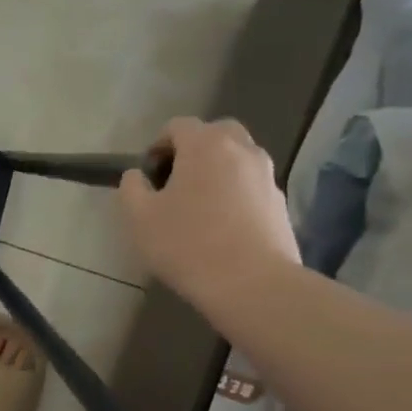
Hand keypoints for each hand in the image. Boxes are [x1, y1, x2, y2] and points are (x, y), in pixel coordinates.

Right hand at [118, 117, 299, 313]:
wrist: (252, 285)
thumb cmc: (187, 245)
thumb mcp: (139, 217)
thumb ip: (131, 188)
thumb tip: (138, 176)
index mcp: (205, 145)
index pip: (178, 125)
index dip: (157, 146)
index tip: (148, 177)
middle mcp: (242, 150)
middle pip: (216, 133)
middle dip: (193, 150)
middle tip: (176, 183)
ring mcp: (267, 176)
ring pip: (238, 158)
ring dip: (217, 171)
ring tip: (199, 207)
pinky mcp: (280, 203)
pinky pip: (252, 185)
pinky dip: (235, 194)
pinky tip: (222, 227)